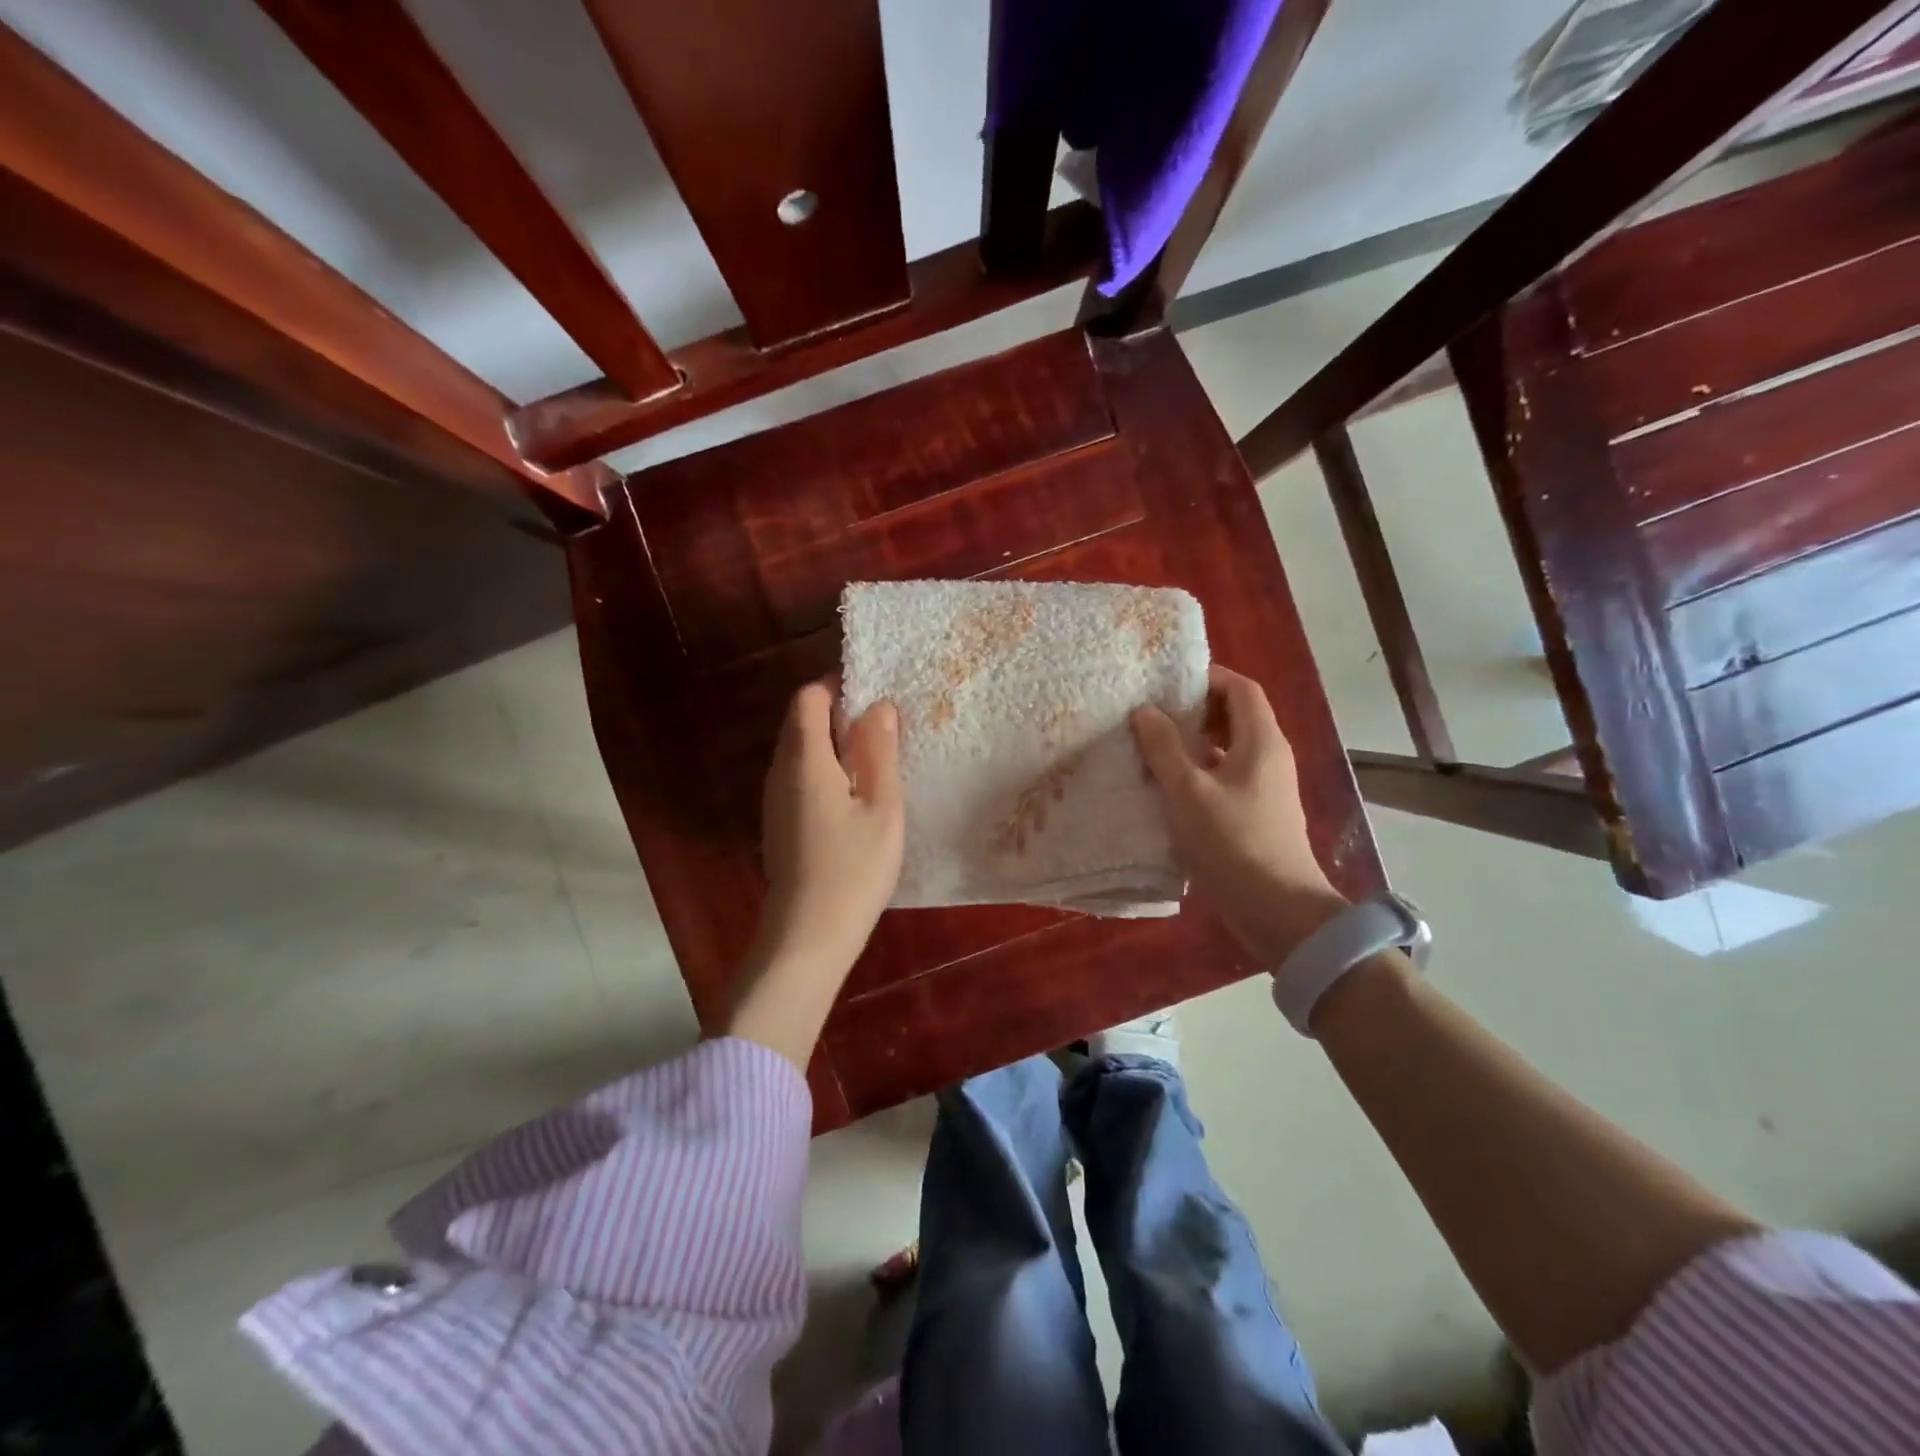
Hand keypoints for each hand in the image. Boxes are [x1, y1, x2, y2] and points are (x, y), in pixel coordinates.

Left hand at [752, 679, 903, 985]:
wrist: (808, 935)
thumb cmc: (854, 867)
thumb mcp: (882, 805)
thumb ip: (880, 750)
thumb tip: (879, 705)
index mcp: (804, 759)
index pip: (808, 697)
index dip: (838, 686)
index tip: (874, 697)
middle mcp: (779, 771)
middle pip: (800, 722)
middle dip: (838, 714)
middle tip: (883, 730)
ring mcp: (774, 800)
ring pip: (799, 752)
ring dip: (832, 744)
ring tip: (875, 762)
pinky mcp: (778, 824)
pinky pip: (798, 778)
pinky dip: (824, 771)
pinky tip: (854, 798)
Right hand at [1132, 665, 1347, 964]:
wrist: (1277, 910)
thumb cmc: (1232, 842)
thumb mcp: (1188, 791)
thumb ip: (1164, 748)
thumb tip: (1145, 711)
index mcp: (1261, 740)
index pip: (1240, 688)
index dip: (1206, 678)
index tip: (1167, 684)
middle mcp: (1270, 757)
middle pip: (1236, 716)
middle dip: (1195, 710)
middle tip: (1153, 715)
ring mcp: (1266, 788)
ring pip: (1229, 749)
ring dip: (1194, 744)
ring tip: (1153, 749)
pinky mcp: (1258, 814)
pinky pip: (1227, 777)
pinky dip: (1200, 773)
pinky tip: (1169, 790)